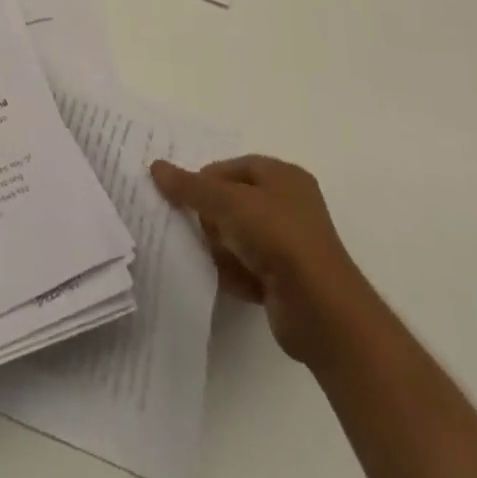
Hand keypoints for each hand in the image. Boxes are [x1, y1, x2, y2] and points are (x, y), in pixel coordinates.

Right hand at [150, 155, 362, 366]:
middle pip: (233, 202)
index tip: (184, 199)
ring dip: (221, 247)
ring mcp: (290, 245)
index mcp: (283, 177)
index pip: (232, 168)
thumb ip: (190, 187)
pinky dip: (234, 273)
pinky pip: (248, 267)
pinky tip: (228, 281)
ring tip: (213, 259)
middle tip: (198, 230)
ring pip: (238, 236)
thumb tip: (155, 167)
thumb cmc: (277, 238)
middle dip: (212, 217)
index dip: (206, 180)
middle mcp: (289, 206)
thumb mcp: (228, 203)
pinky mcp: (286, 280)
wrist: (321, 311)